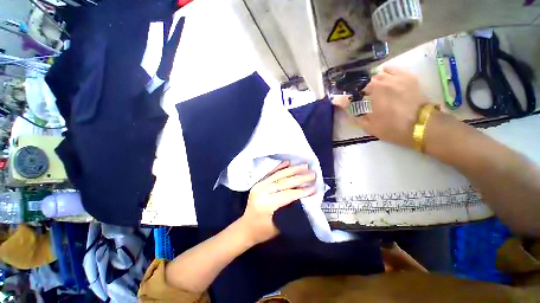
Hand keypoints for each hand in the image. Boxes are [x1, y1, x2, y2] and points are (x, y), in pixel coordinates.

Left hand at [240, 161, 315, 243]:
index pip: (287, 194)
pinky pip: (270, 173)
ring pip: (279, 175)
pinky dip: (279, 166)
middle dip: (300, 177)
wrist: (245, 228)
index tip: (314, 187)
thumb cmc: (262, 231)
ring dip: (293, 169)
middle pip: (284, 182)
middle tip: (313, 173)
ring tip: (305, 166)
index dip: (302, 191)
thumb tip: (304, 199)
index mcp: (266, 204)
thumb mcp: (279, 226)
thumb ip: (291, 211)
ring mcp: (259, 185)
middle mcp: (262, 191)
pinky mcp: (258, 183)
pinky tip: (287, 162)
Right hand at [333, 66, 429, 147]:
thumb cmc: (392, 128)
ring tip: (374, 92)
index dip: (346, 100)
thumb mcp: (368, 124)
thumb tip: (338, 103)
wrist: (422, 126)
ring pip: (378, 75)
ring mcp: (396, 77)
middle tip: (362, 102)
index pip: (353, 94)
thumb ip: (352, 113)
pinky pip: (393, 69)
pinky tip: (384, 77)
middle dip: (361, 93)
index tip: (343, 103)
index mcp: (372, 93)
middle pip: (365, 84)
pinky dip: (386, 72)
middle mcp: (382, 81)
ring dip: (372, 83)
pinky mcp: (407, 77)